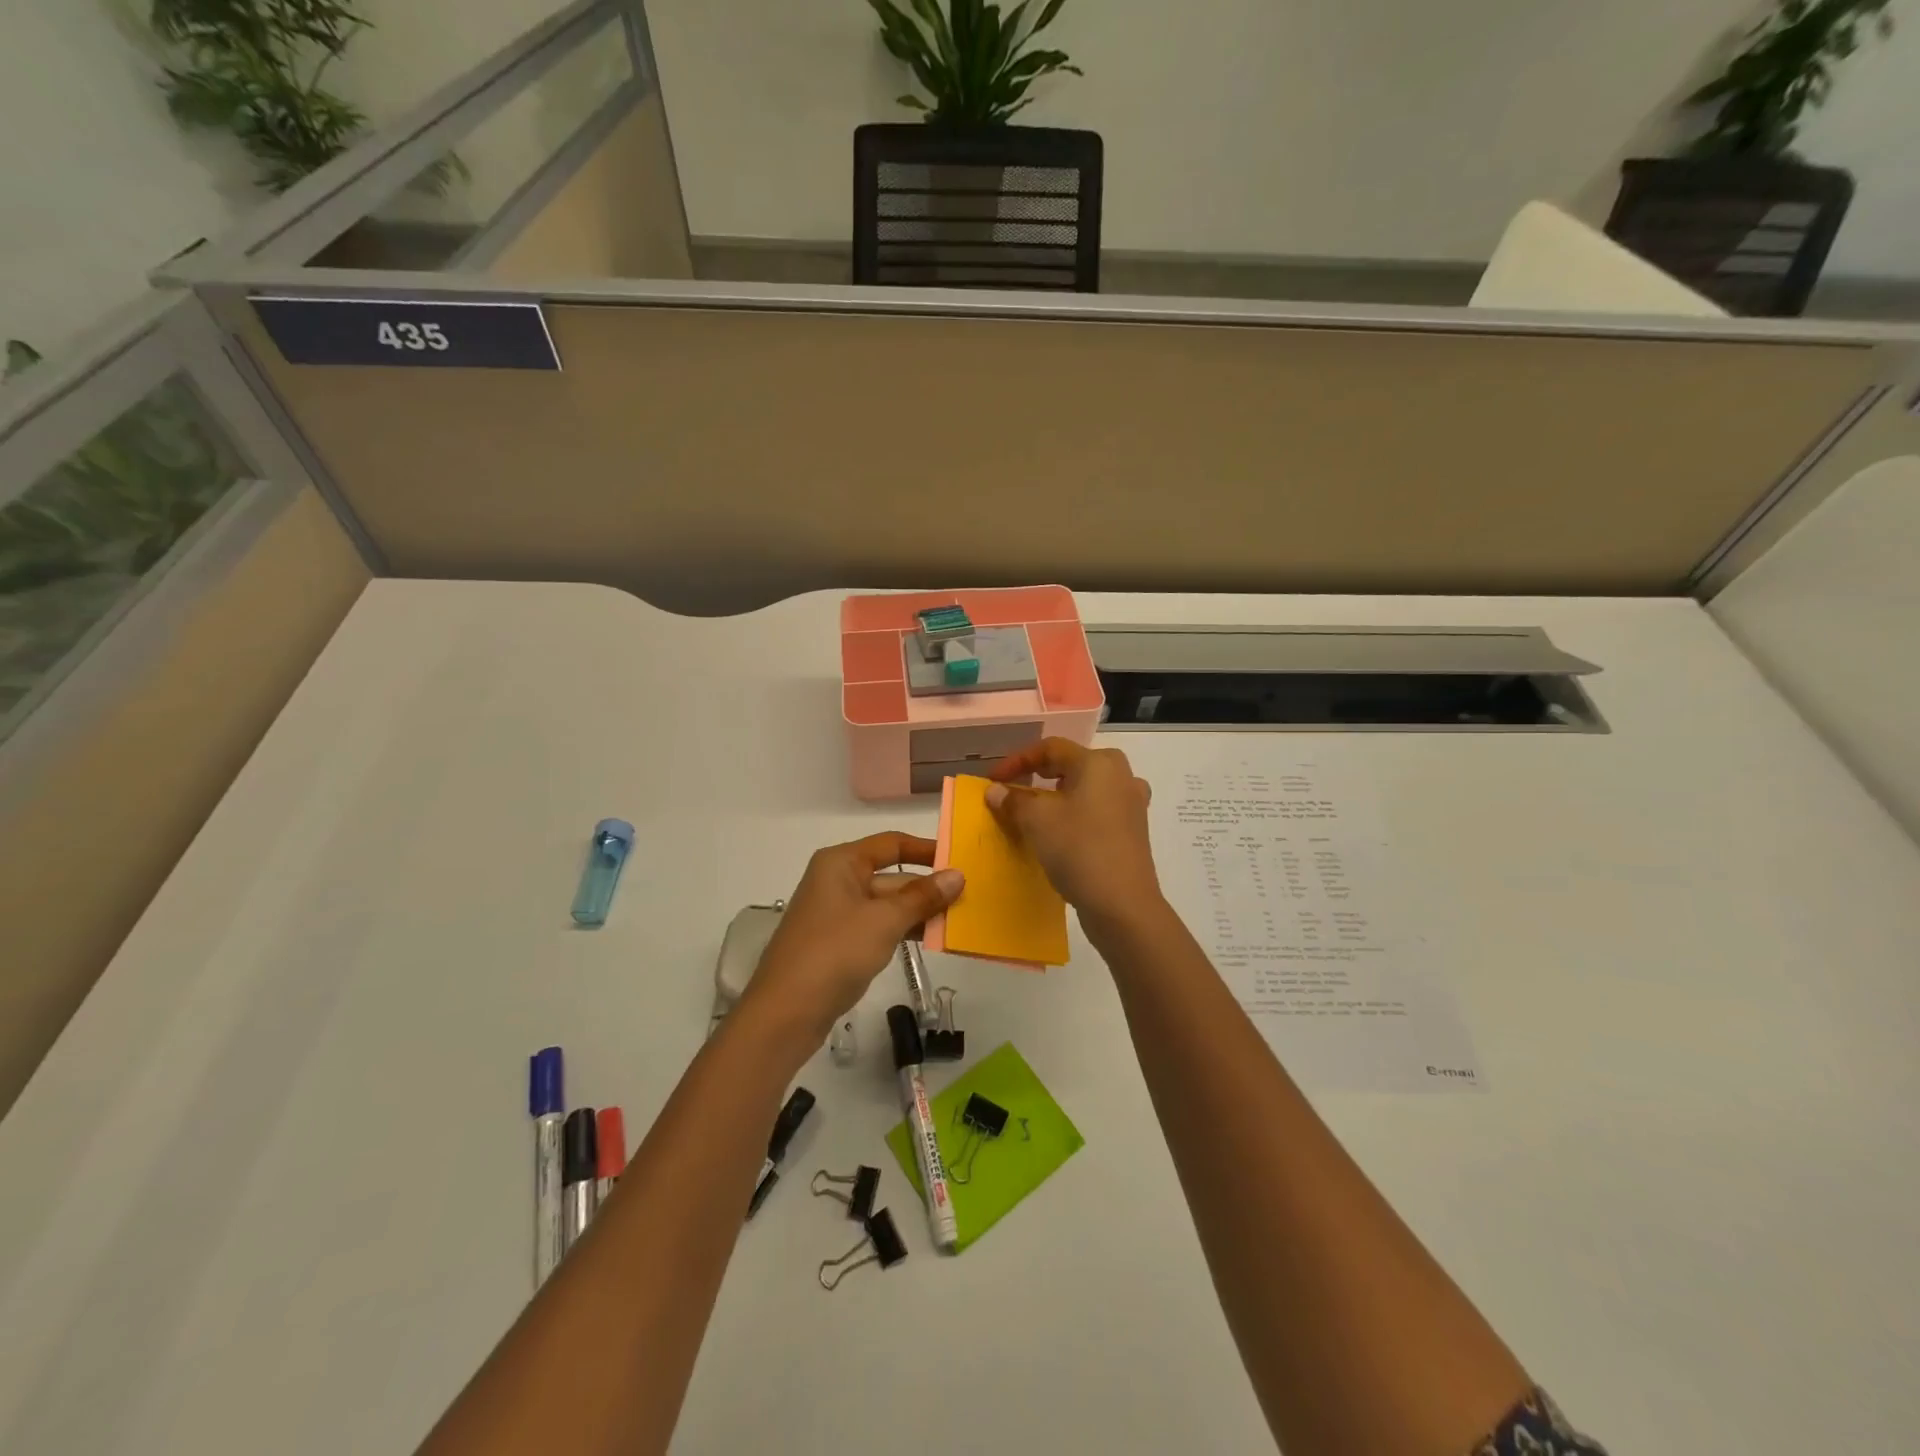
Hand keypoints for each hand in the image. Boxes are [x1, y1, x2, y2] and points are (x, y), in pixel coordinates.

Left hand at [745, 832, 963, 1046]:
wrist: (785, 1012)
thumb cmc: (835, 952)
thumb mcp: (885, 921)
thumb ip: (922, 897)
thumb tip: (957, 875)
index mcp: (841, 863)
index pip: (891, 844)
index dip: (926, 849)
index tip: (960, 859)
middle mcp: (837, 880)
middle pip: (891, 876)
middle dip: (927, 888)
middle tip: (970, 898)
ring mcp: (836, 913)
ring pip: (886, 904)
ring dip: (918, 912)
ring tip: (959, 920)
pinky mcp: (838, 942)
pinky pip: (877, 926)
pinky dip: (902, 930)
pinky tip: (931, 940)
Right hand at [985, 739, 1161, 921]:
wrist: (1123, 904)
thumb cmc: (1078, 849)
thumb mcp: (1036, 821)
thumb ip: (1013, 800)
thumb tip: (995, 790)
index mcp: (1098, 763)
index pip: (1051, 748)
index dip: (1017, 760)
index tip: (993, 780)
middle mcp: (1121, 775)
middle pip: (1072, 764)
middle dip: (1040, 774)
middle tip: (1016, 788)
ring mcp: (1132, 803)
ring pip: (1087, 788)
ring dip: (1058, 795)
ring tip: (1037, 810)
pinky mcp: (1134, 830)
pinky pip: (1098, 810)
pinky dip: (1076, 813)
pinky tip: (1063, 832)